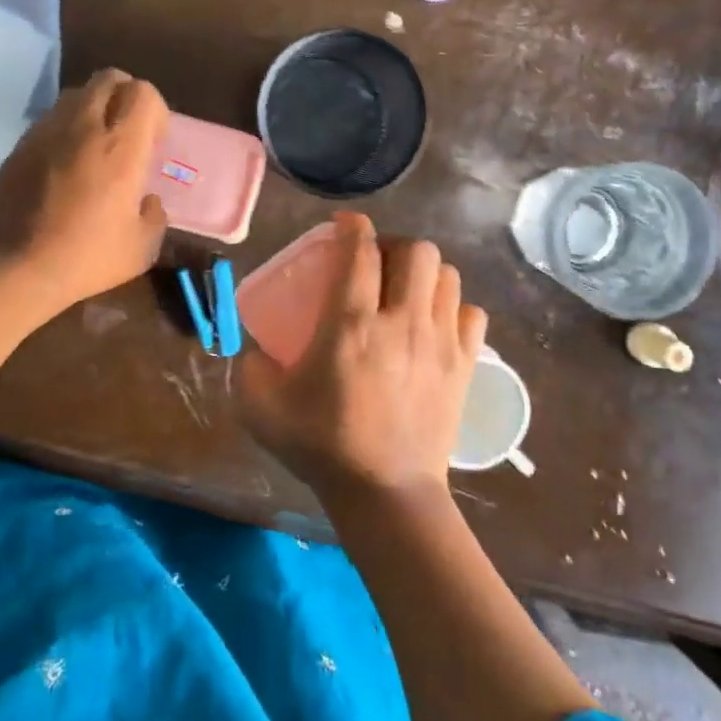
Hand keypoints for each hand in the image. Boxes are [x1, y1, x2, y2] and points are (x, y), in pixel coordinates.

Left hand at [0, 68, 169, 317]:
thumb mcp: (141, 248)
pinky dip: (65, 130)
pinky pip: (49, 120)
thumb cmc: (85, 258)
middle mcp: (83, 127)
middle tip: (127, 133)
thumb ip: (154, 216)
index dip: (154, 110)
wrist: (14, 269)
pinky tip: (64, 167)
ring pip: (75, 94)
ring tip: (94, 147)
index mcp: (120, 147)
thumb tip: (148, 202)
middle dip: (125, 96)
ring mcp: (46, 132)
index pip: (142, 92)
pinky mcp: (19, 146)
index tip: (154, 141)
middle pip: (108, 78)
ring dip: (93, 109)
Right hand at [238, 213, 488, 504]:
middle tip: (376, 265)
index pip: (360, 251)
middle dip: (394, 245)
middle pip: (416, 250)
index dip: (352, 226)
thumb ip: (248, 368)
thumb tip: (253, 348)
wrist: (386, 494)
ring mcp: (439, 342)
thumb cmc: (322, 446)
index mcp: (351, 324)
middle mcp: (401, 322)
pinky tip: (434, 323)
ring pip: (447, 275)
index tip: (344, 225)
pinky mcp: (464, 366)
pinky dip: (453, 308)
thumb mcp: (262, 407)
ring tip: (406, 291)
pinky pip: (471, 313)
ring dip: (424, 273)